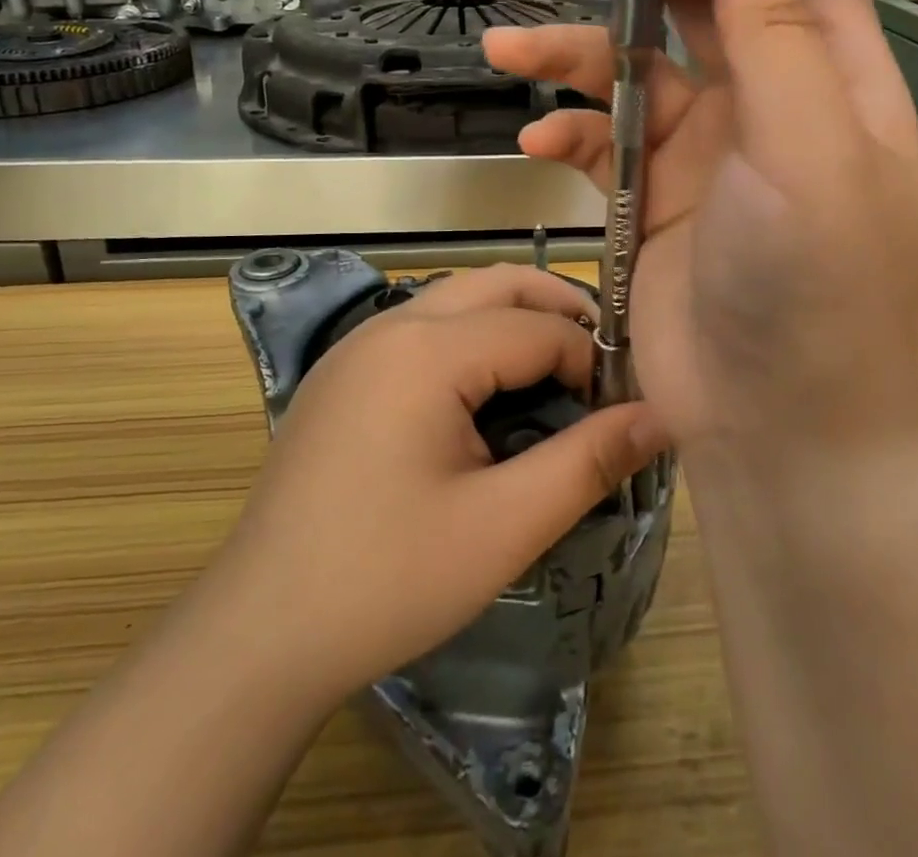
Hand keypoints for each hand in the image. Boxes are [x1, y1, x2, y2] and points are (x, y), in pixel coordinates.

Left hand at [208, 264, 667, 707]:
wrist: (257, 633)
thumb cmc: (386, 580)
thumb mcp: (502, 527)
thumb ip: (587, 462)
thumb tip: (660, 415)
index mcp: (426, 350)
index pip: (537, 327)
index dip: (592, 360)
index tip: (624, 405)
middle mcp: (390, 326)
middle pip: (496, 284)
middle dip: (558, 308)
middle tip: (603, 362)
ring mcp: (358, 345)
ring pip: (457, 298)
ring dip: (513, 317)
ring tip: (556, 370)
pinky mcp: (342, 372)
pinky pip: (422, 326)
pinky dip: (471, 335)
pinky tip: (485, 391)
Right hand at [483, 0, 917, 472]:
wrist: (774, 431)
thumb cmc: (813, 294)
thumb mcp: (807, 154)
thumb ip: (777, 39)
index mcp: (831, 78)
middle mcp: (771, 101)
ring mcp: (709, 149)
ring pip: (635, 64)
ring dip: (574, 49)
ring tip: (510, 47)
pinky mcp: (657, 196)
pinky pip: (605, 138)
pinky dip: (570, 131)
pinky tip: (540, 141)